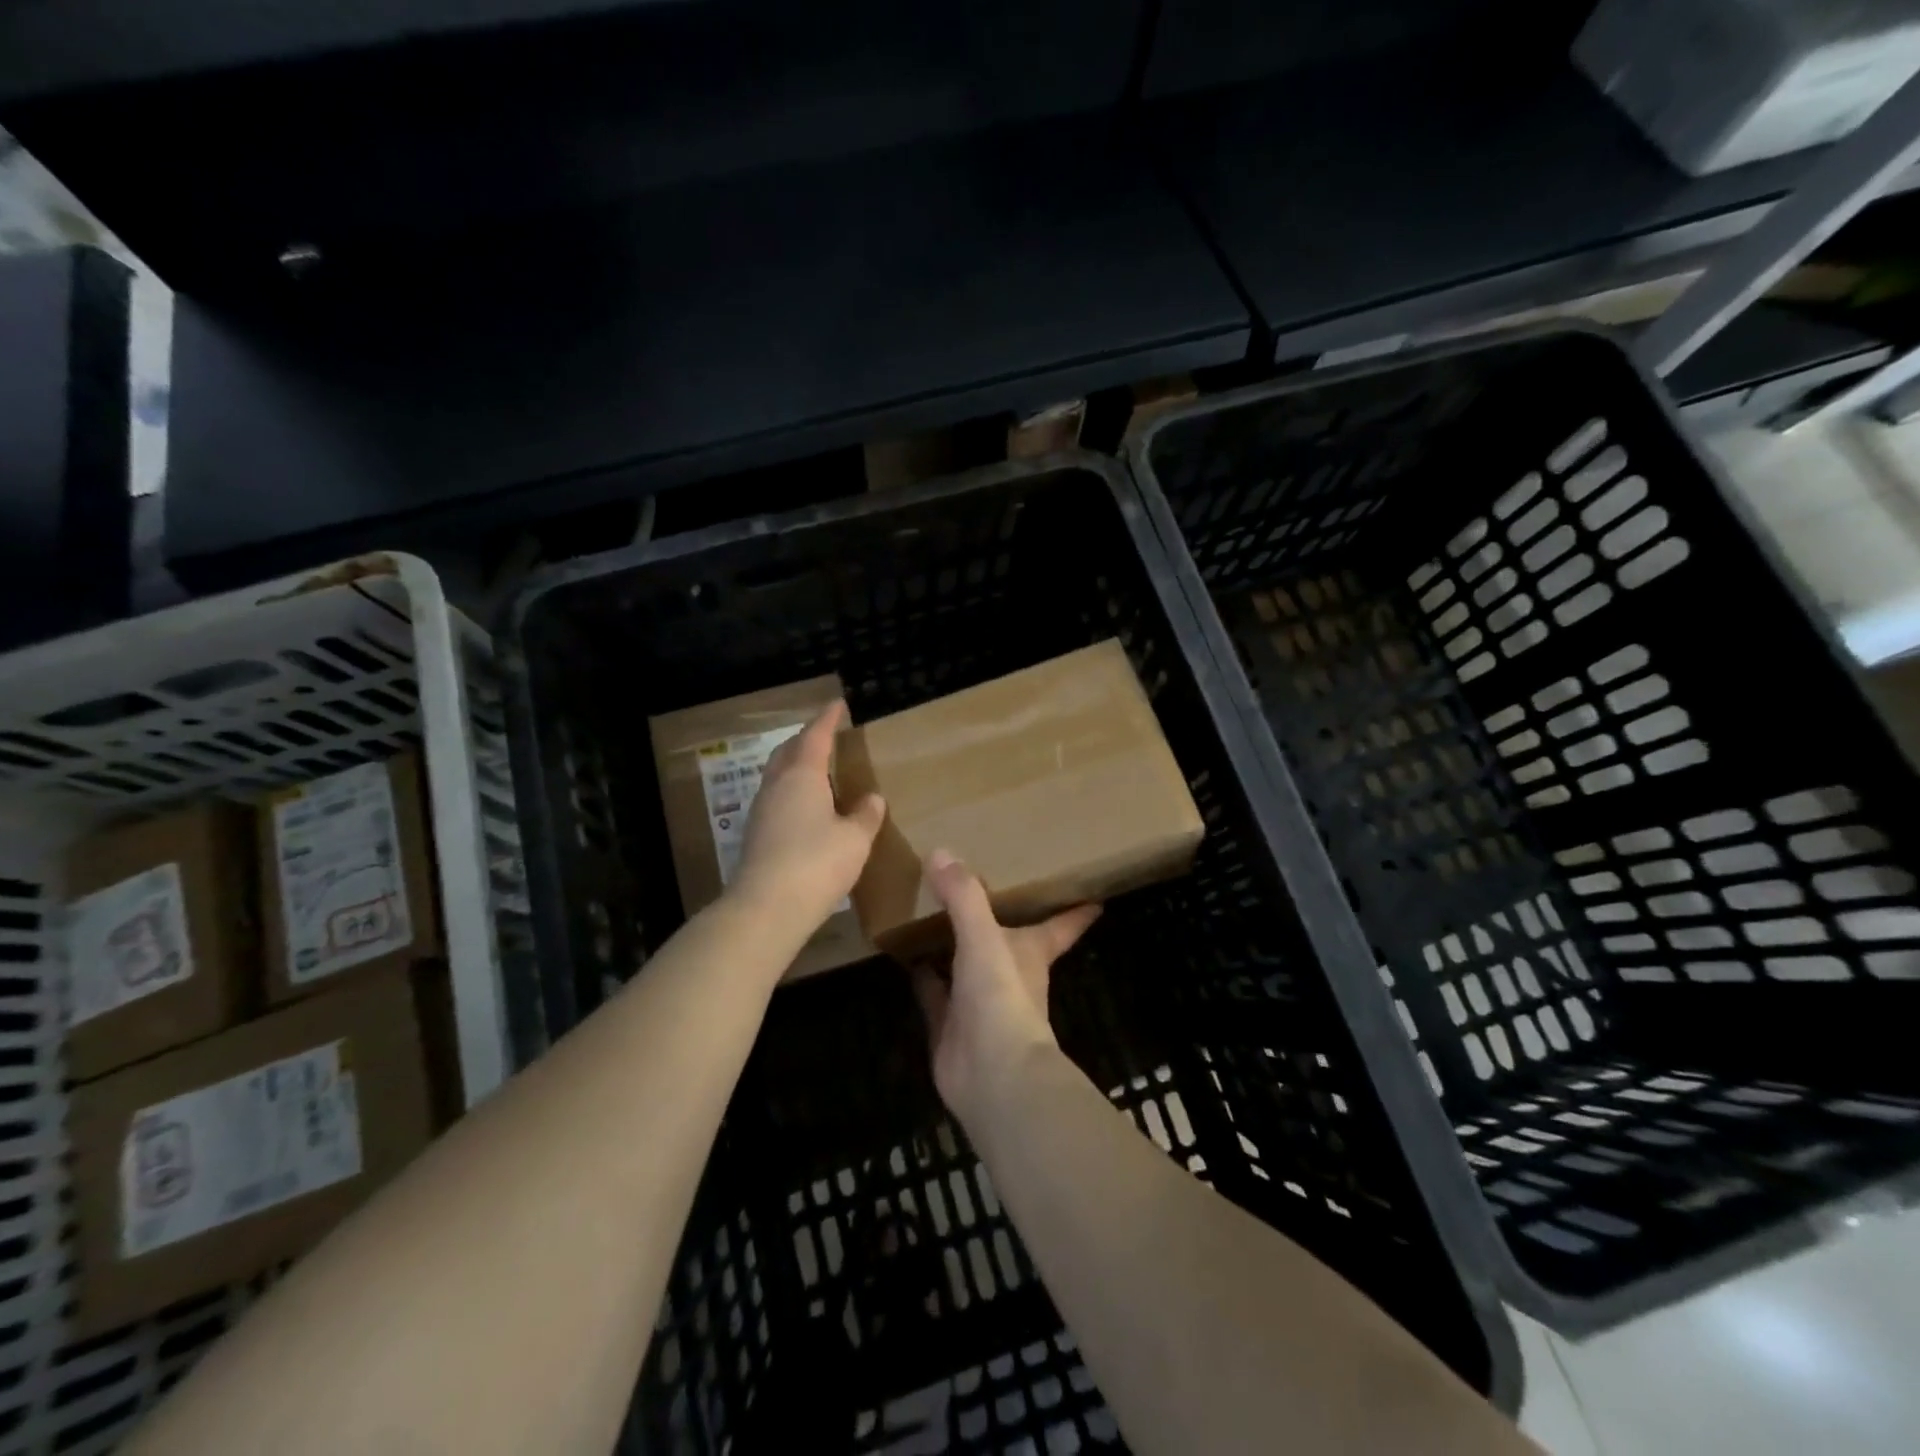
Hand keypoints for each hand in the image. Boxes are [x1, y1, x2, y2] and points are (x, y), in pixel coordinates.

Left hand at [731, 702, 885, 932]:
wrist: (766, 908)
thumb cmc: (817, 863)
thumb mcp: (854, 839)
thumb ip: (865, 815)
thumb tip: (872, 799)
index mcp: (802, 776)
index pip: (815, 736)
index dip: (827, 719)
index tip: (837, 705)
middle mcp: (777, 786)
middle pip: (788, 751)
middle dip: (806, 739)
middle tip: (825, 735)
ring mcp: (762, 811)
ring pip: (778, 775)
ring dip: (795, 765)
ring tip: (816, 769)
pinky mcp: (756, 836)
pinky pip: (776, 798)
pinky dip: (791, 791)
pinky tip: (805, 807)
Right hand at [914, 849, 1100, 1125]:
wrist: (991, 1074)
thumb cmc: (1003, 997)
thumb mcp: (985, 937)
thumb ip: (964, 896)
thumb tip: (940, 853)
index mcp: (1031, 952)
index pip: (1061, 926)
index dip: (1075, 912)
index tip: (1094, 897)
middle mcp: (1009, 974)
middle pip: (1008, 940)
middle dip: (1000, 918)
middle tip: (981, 884)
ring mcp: (978, 1001)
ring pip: (966, 964)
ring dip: (953, 943)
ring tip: (932, 910)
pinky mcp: (949, 1024)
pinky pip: (933, 992)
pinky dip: (922, 975)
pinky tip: (905, 956)